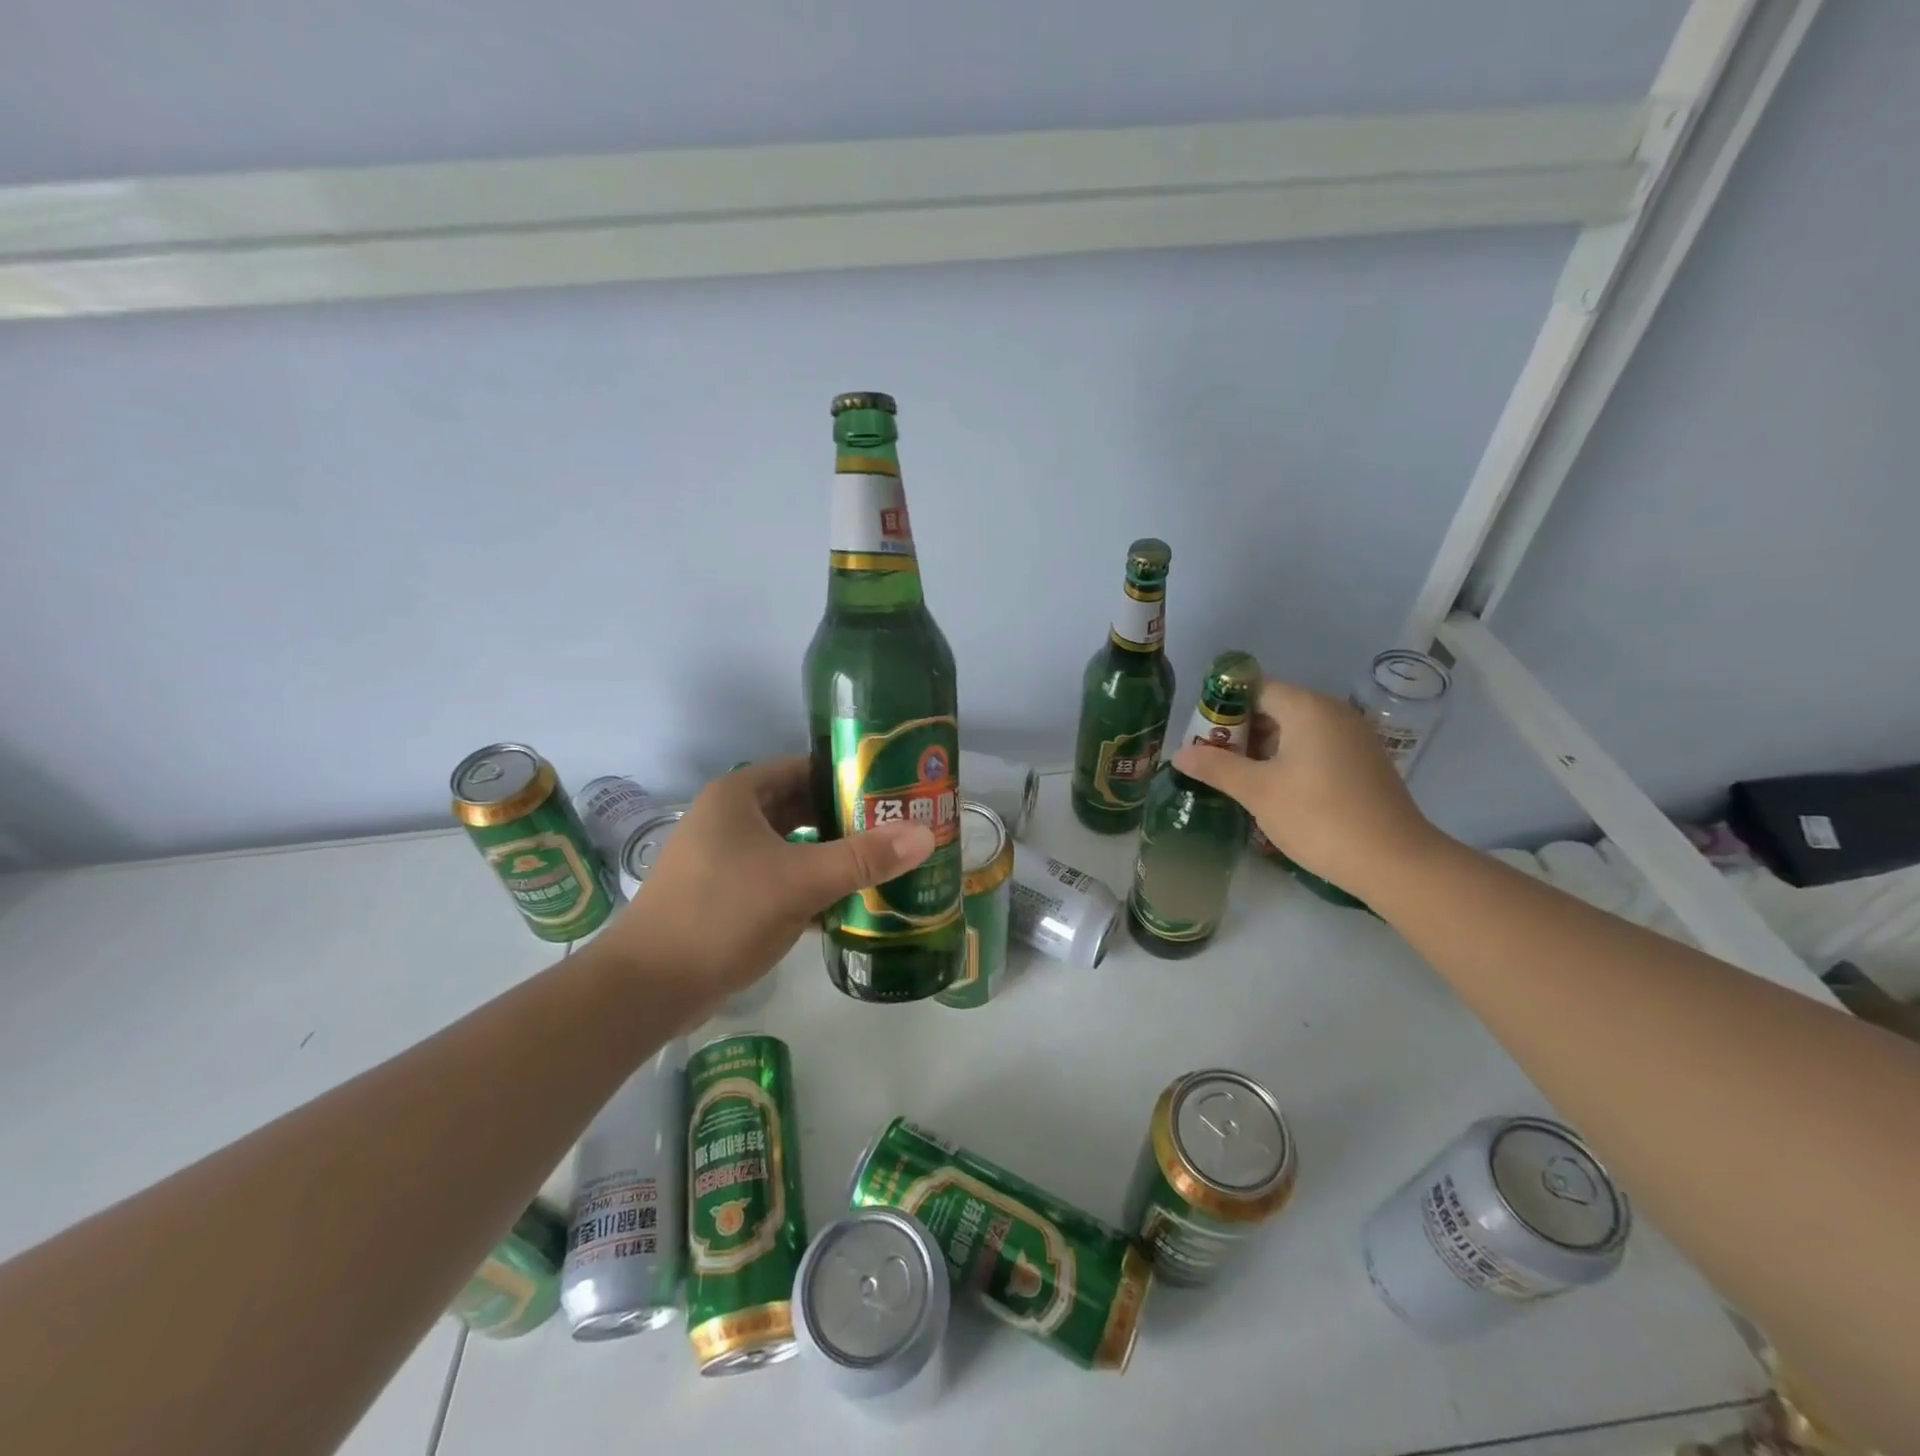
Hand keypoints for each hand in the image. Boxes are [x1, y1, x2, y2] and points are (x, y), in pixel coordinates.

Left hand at [591, 757, 932, 1008]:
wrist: (648, 989)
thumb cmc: (721, 914)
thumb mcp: (798, 881)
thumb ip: (862, 857)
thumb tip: (924, 834)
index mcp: (738, 796)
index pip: (804, 769)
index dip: (848, 777)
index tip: (892, 791)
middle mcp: (729, 820)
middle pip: (801, 809)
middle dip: (847, 821)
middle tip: (896, 831)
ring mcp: (725, 861)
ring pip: (791, 848)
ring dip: (831, 858)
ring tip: (882, 867)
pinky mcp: (726, 898)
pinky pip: (779, 881)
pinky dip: (810, 888)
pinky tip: (848, 907)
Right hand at [1171, 678, 1441, 895]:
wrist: (1394, 861)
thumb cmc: (1318, 817)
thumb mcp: (1258, 791)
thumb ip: (1216, 767)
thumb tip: (1179, 753)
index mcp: (1307, 708)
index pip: (1255, 688)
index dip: (1222, 707)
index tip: (1200, 736)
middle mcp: (1333, 712)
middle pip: (1275, 707)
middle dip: (1239, 730)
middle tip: (1211, 760)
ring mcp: (1353, 737)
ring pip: (1295, 730)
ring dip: (1262, 748)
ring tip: (1236, 778)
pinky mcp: (1363, 762)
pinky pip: (1315, 747)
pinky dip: (1289, 760)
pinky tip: (1274, 790)